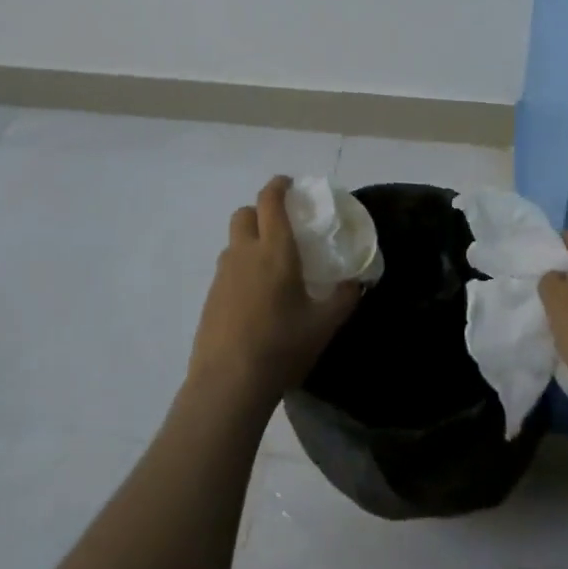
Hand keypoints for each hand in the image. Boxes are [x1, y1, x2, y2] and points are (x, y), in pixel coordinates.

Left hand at [187, 176, 358, 412]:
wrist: (227, 384)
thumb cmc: (281, 346)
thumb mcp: (324, 324)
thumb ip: (344, 298)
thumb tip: (356, 282)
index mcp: (274, 249)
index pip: (270, 200)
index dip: (278, 185)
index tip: (290, 184)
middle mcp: (244, 253)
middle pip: (244, 213)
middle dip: (260, 211)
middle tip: (280, 226)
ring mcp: (222, 275)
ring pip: (233, 242)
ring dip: (248, 241)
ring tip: (269, 265)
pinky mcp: (210, 298)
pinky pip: (226, 270)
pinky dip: (240, 269)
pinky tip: (254, 297)